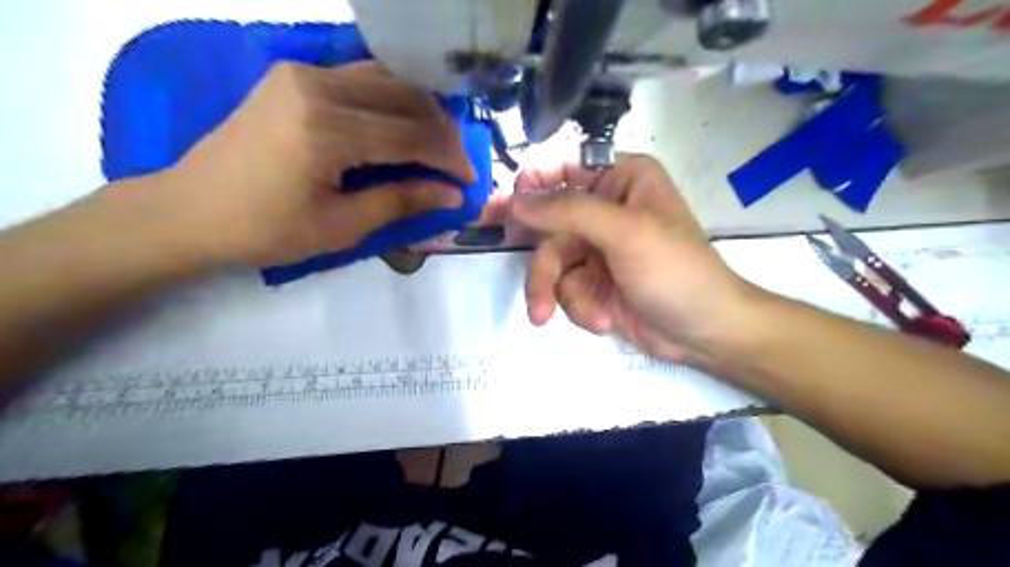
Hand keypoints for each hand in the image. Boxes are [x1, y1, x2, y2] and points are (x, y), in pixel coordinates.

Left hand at [156, 61, 476, 265]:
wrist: (190, 210)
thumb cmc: (265, 230)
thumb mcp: (341, 227)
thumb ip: (401, 202)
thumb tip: (452, 194)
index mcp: (326, 129)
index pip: (411, 135)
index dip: (448, 157)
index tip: (470, 179)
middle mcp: (316, 86)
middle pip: (405, 97)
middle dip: (441, 130)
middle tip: (458, 163)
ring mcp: (302, 73)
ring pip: (386, 79)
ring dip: (421, 109)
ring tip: (438, 143)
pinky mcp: (294, 76)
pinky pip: (360, 78)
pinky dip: (392, 100)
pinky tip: (404, 124)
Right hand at [514, 154, 756, 366]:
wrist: (703, 333)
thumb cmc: (675, 271)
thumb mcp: (625, 233)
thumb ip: (568, 210)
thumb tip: (515, 197)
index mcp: (621, 179)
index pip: (562, 171)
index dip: (529, 188)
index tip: (495, 209)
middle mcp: (605, 208)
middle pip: (549, 225)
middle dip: (541, 263)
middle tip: (506, 265)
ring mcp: (597, 248)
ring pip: (552, 263)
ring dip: (555, 293)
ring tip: (549, 317)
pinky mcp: (593, 282)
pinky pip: (564, 289)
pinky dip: (578, 308)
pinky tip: (602, 320)